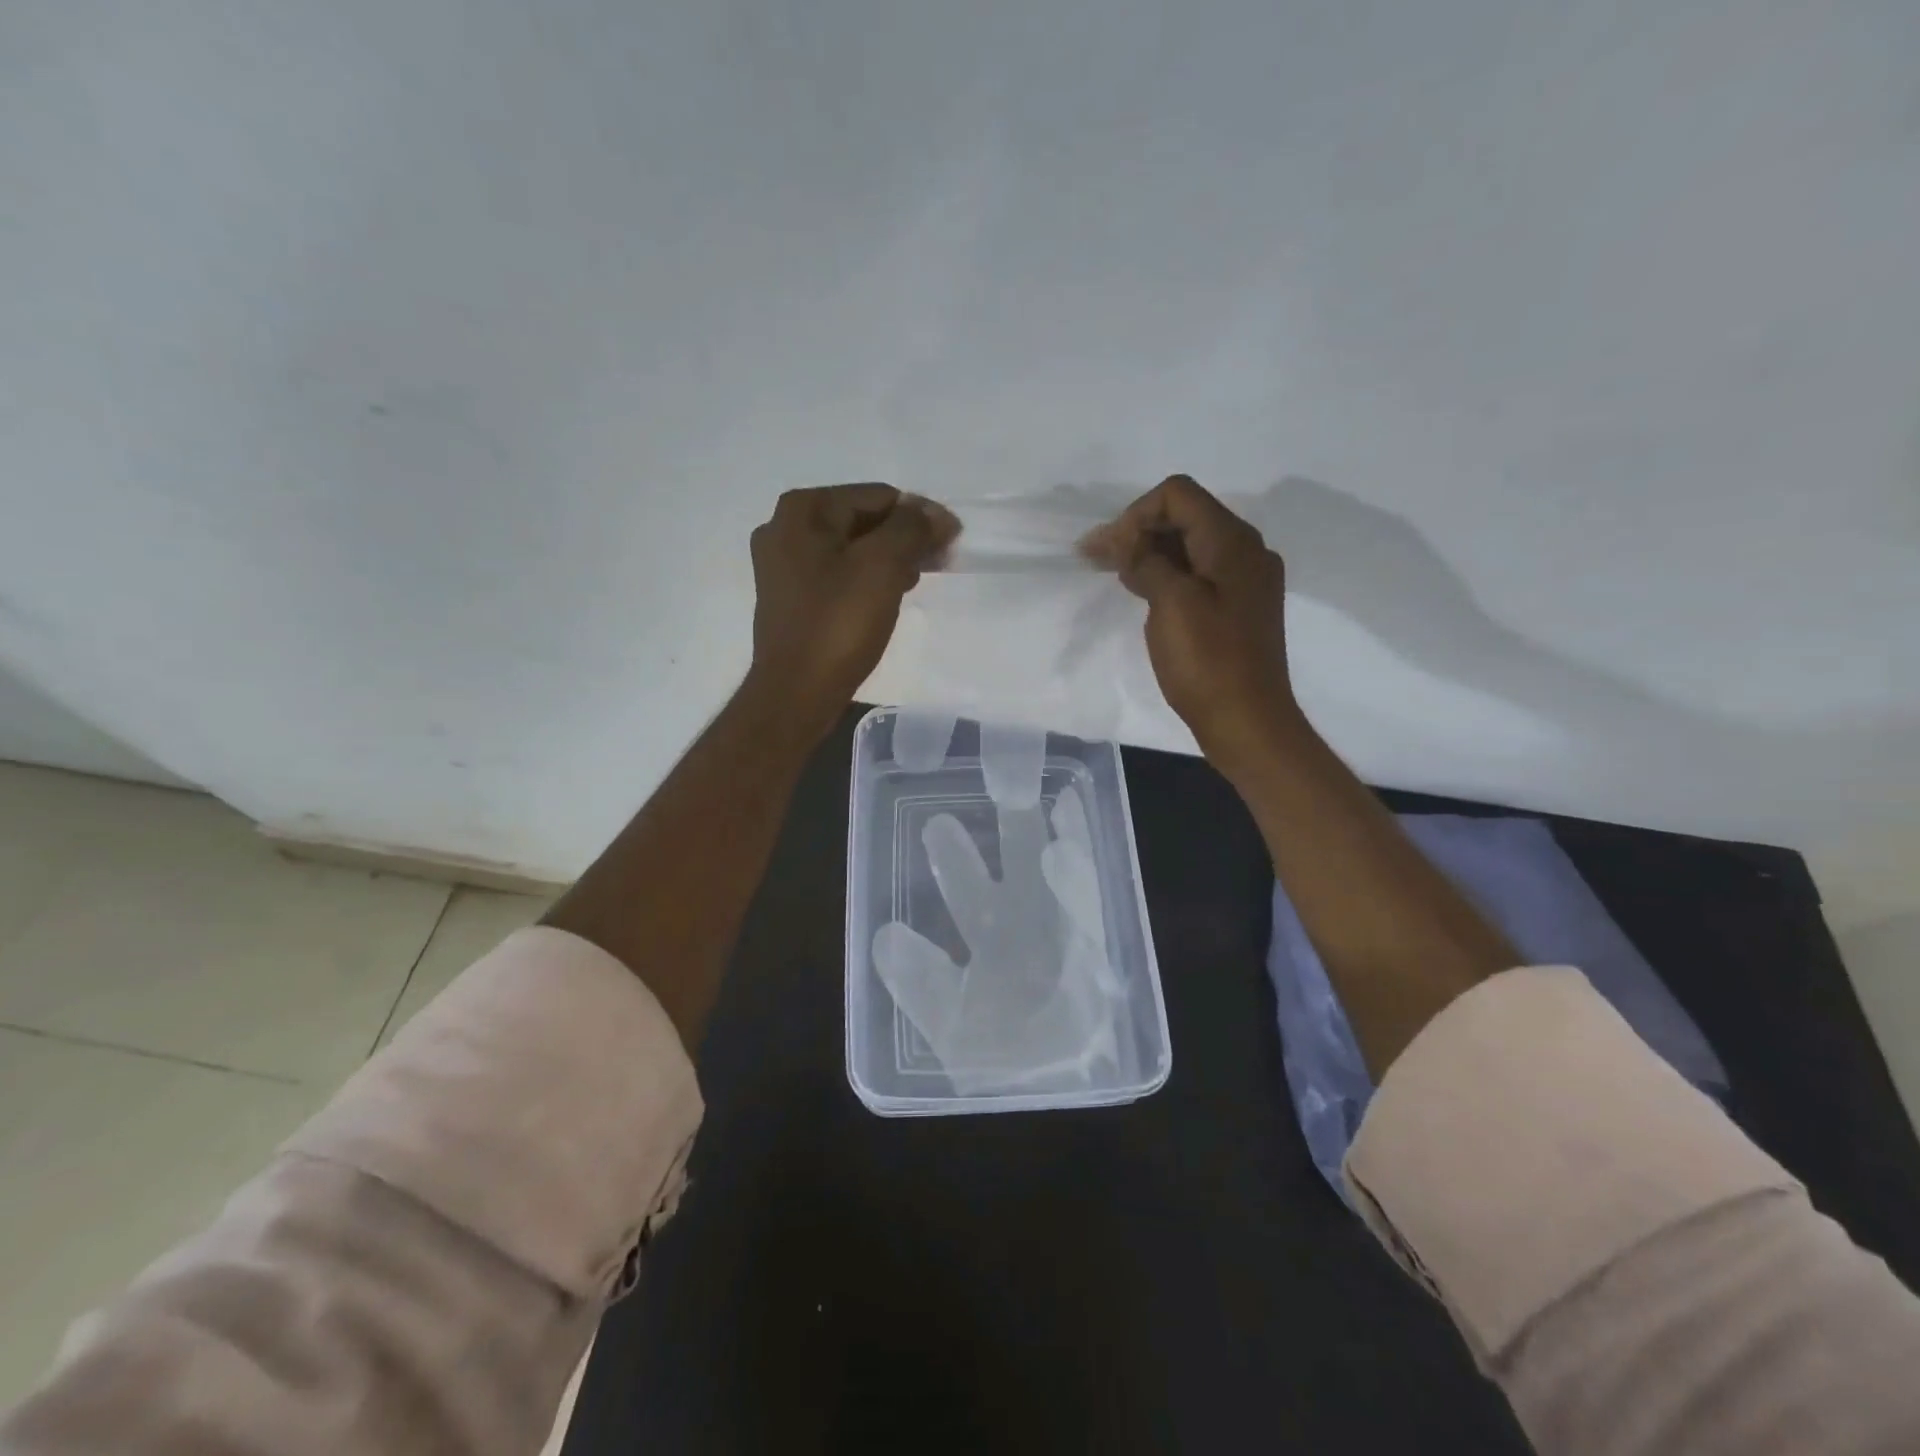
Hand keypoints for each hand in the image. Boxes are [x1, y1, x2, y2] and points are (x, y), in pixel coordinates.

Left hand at [747, 483, 958, 736]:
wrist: (796, 693)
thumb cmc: (839, 624)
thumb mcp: (883, 566)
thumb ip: (913, 529)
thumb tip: (937, 515)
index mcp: (803, 510)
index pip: (878, 496)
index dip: (920, 517)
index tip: (950, 544)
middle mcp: (784, 528)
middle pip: (862, 519)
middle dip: (903, 538)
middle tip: (937, 564)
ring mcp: (782, 565)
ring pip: (850, 548)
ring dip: (887, 559)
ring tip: (914, 584)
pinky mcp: (789, 597)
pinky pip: (836, 574)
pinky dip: (865, 579)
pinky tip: (886, 599)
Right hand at [1082, 475, 1297, 775]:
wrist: (1247, 721)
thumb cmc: (1208, 662)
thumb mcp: (1171, 604)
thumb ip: (1147, 560)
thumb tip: (1126, 539)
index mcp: (1233, 542)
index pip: (1178, 495)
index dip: (1136, 514)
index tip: (1109, 550)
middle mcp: (1245, 551)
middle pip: (1185, 517)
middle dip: (1139, 531)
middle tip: (1097, 559)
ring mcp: (1244, 581)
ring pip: (1190, 547)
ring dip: (1150, 553)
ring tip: (1115, 575)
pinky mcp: (1238, 607)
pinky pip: (1199, 574)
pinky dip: (1168, 575)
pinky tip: (1145, 594)